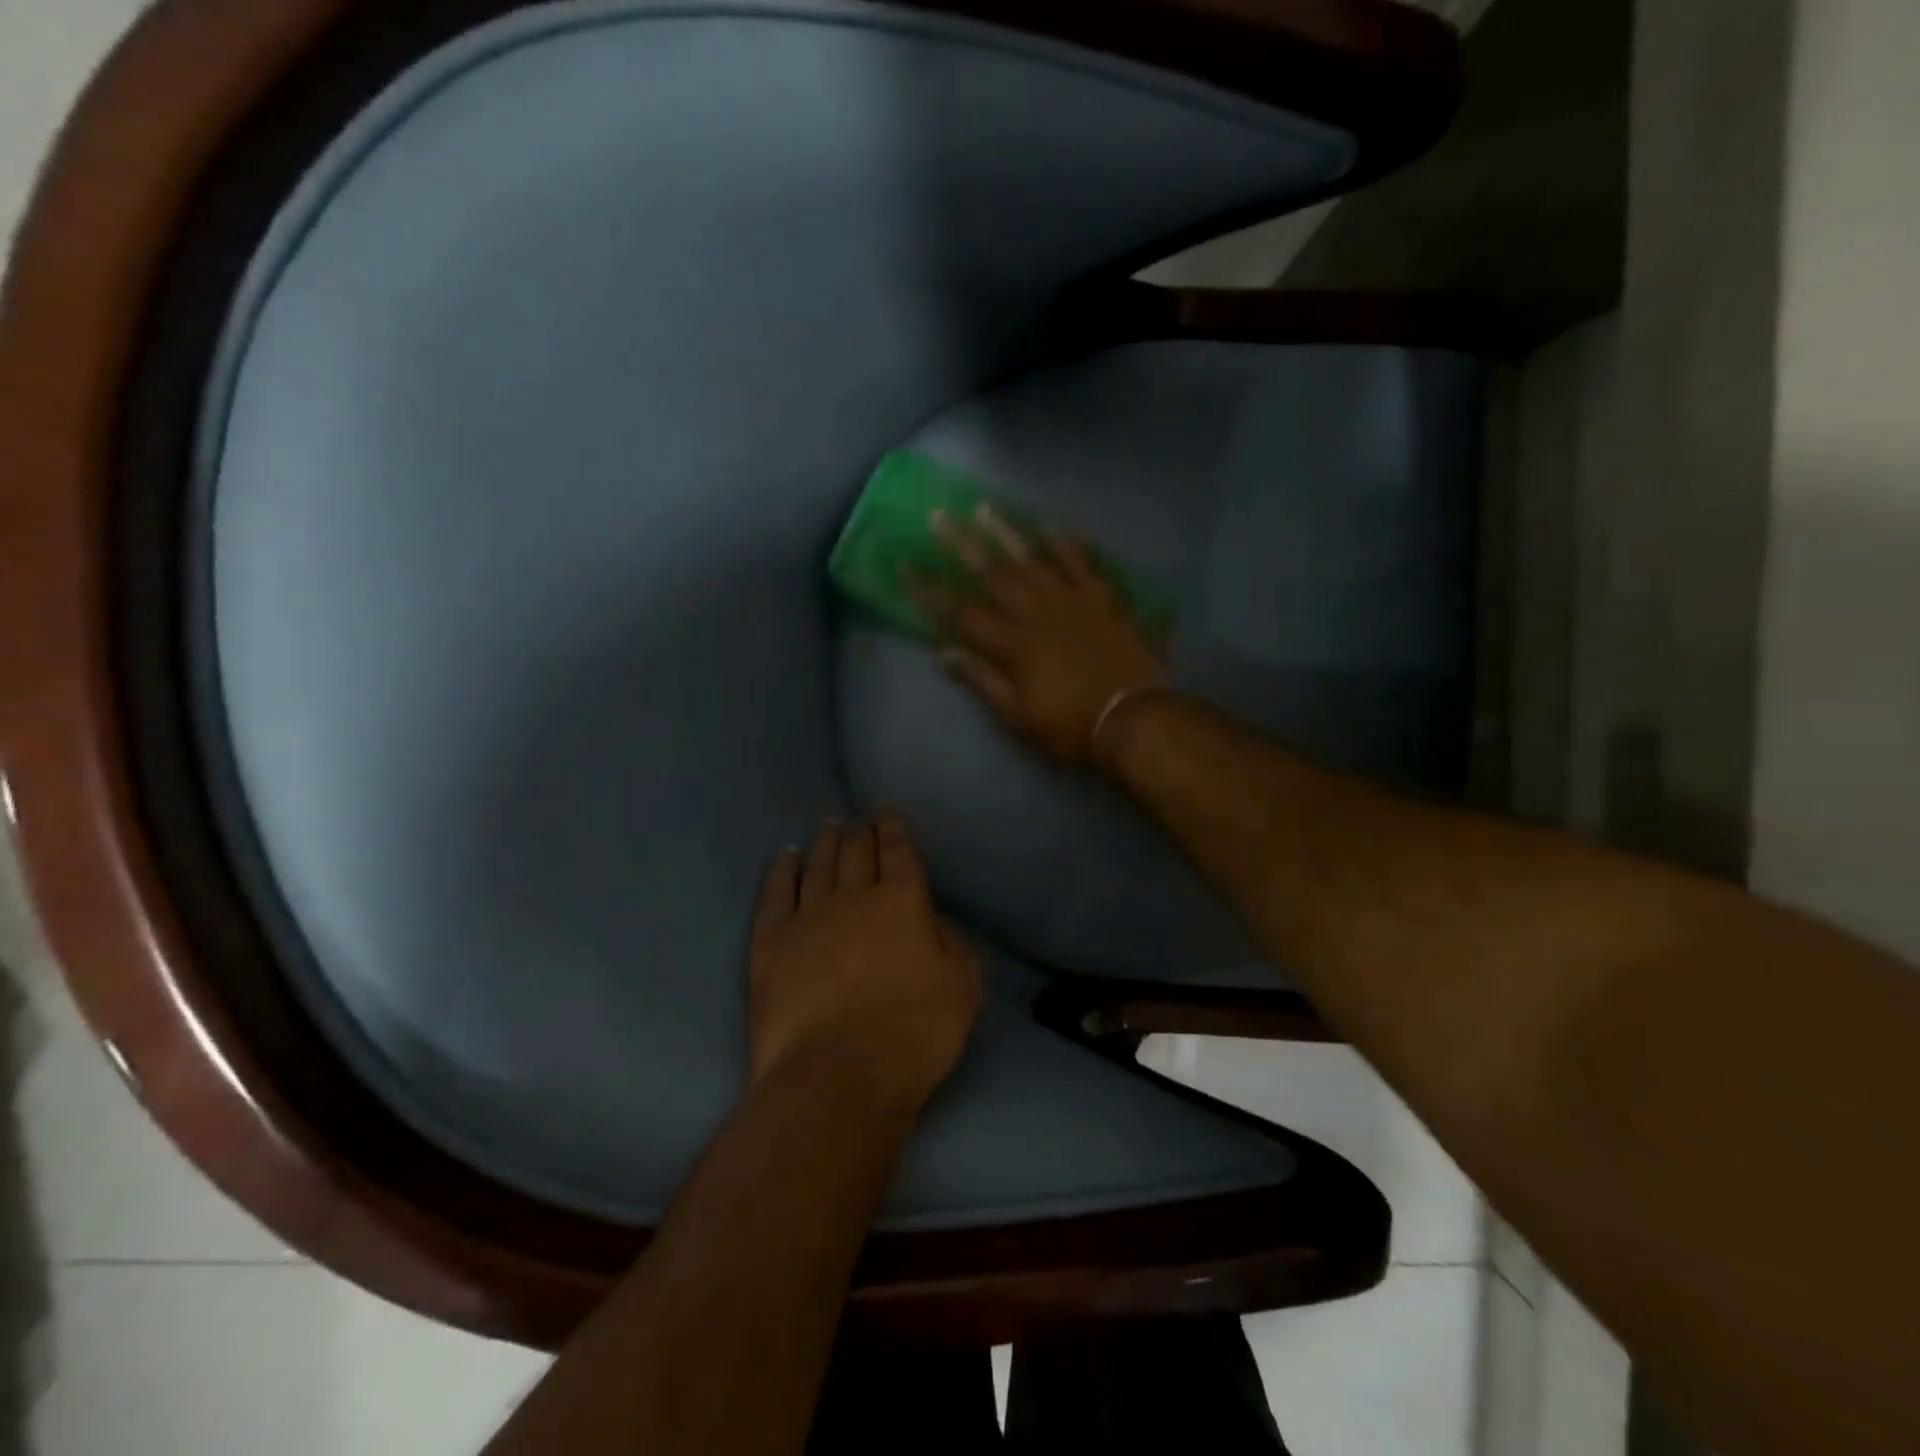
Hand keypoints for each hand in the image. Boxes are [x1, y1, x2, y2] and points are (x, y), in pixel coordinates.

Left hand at [749, 813, 981, 1112]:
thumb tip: (933, 921)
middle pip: (856, 852)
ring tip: (827, 829)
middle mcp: (855, 896)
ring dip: (825, 843)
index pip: (898, 852)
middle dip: (859, 832)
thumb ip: (953, 946)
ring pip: (818, 865)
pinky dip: (782, 870)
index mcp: (903, 902)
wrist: (837, 1074)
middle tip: (856, 822)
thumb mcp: (962, 990)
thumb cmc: (913, 1035)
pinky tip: (786, 858)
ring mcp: (808, 915)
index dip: (893, 829)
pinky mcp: (771, 940)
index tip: (886, 814)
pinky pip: (776, 892)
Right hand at [917, 504, 1168, 761]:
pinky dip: (1065, 543)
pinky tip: (1050, 526)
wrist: (1135, 718)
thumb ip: (982, 680)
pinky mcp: (1103, 598)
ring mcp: (1072, 600)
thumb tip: (944, 654)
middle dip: (961, 545)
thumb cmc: (1071, 725)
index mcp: (1012, 644)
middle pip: (992, 573)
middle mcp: (1036, 612)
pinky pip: (1082, 562)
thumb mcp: (1018, 715)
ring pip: (1033, 558)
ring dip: (1006, 532)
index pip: (961, 612)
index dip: (930, 591)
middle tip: (938, 516)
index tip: (905, 567)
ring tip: (984, 507)